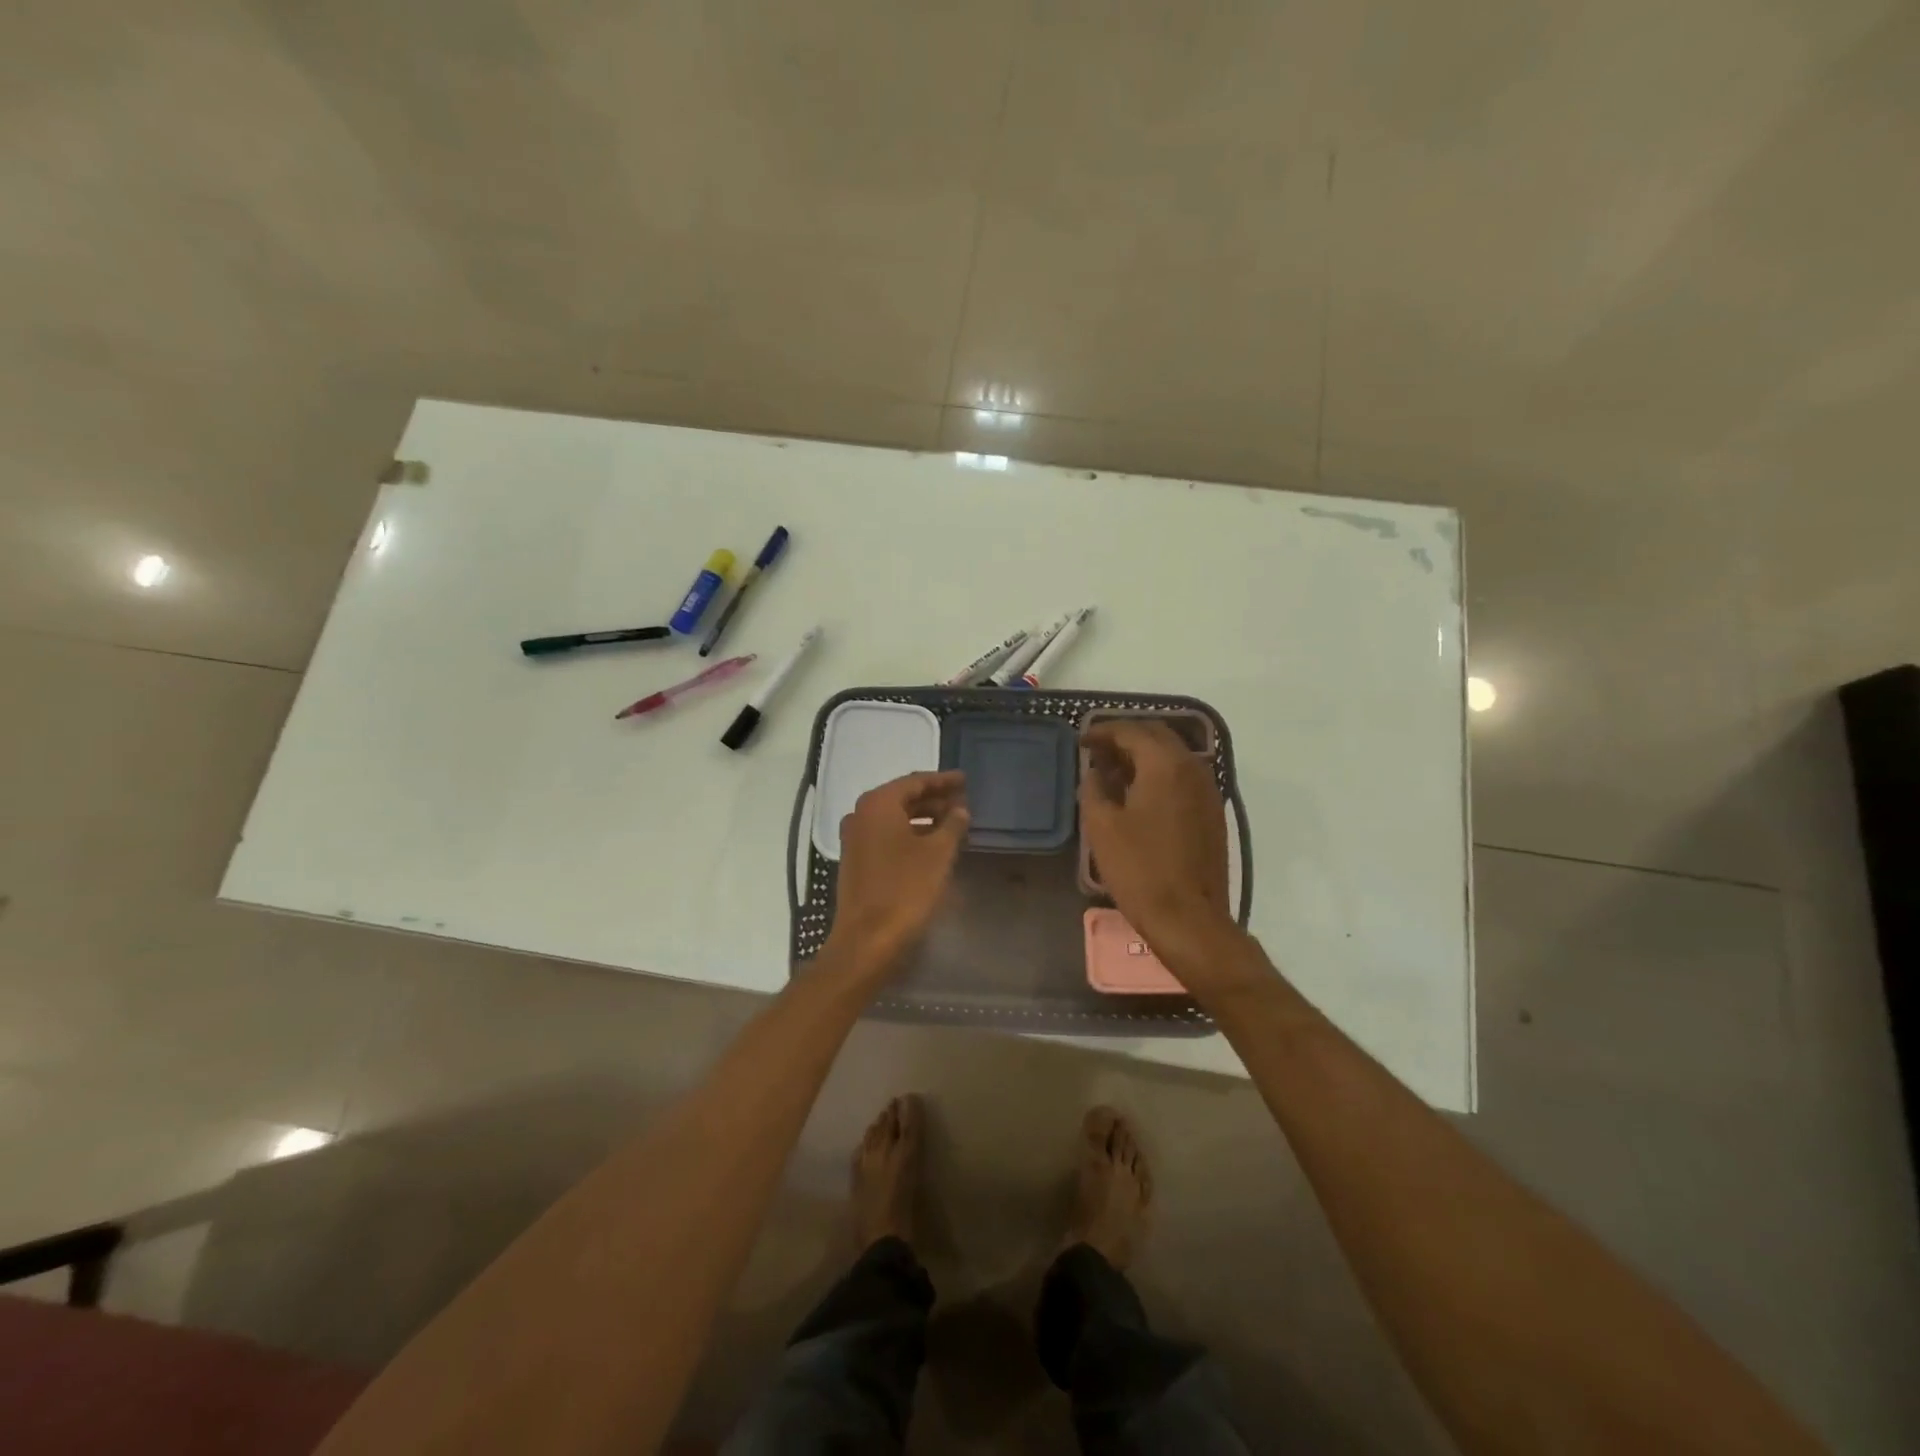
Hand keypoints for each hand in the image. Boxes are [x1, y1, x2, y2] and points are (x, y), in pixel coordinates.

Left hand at [826, 770, 969, 977]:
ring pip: (895, 819)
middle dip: (934, 799)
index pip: (915, 782)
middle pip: (903, 798)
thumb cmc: (906, 889)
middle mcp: (861, 815)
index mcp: (878, 804)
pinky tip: (933, 844)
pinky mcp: (856, 861)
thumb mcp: (938, 854)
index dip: (942, 781)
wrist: (868, 939)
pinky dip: (910, 835)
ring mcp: (855, 839)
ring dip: (923, 818)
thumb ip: (952, 825)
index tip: (964, 780)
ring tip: (953, 823)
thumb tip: (960, 809)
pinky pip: (887, 836)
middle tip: (962, 801)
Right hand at [1079, 721, 1235, 970]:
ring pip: (1173, 756)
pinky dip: (1159, 774)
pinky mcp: (1212, 813)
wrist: (1189, 918)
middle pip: (1157, 736)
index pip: (1131, 731)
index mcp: (1165, 765)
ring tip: (1115, 772)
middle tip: (1098, 751)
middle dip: (1126, 737)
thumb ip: (1095, 788)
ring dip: (1144, 755)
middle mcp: (1193, 768)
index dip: (1103, 731)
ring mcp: (1208, 791)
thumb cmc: (1139, 869)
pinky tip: (1139, 795)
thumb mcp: (1102, 826)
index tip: (1082, 740)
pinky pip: (1183, 778)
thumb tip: (1096, 771)